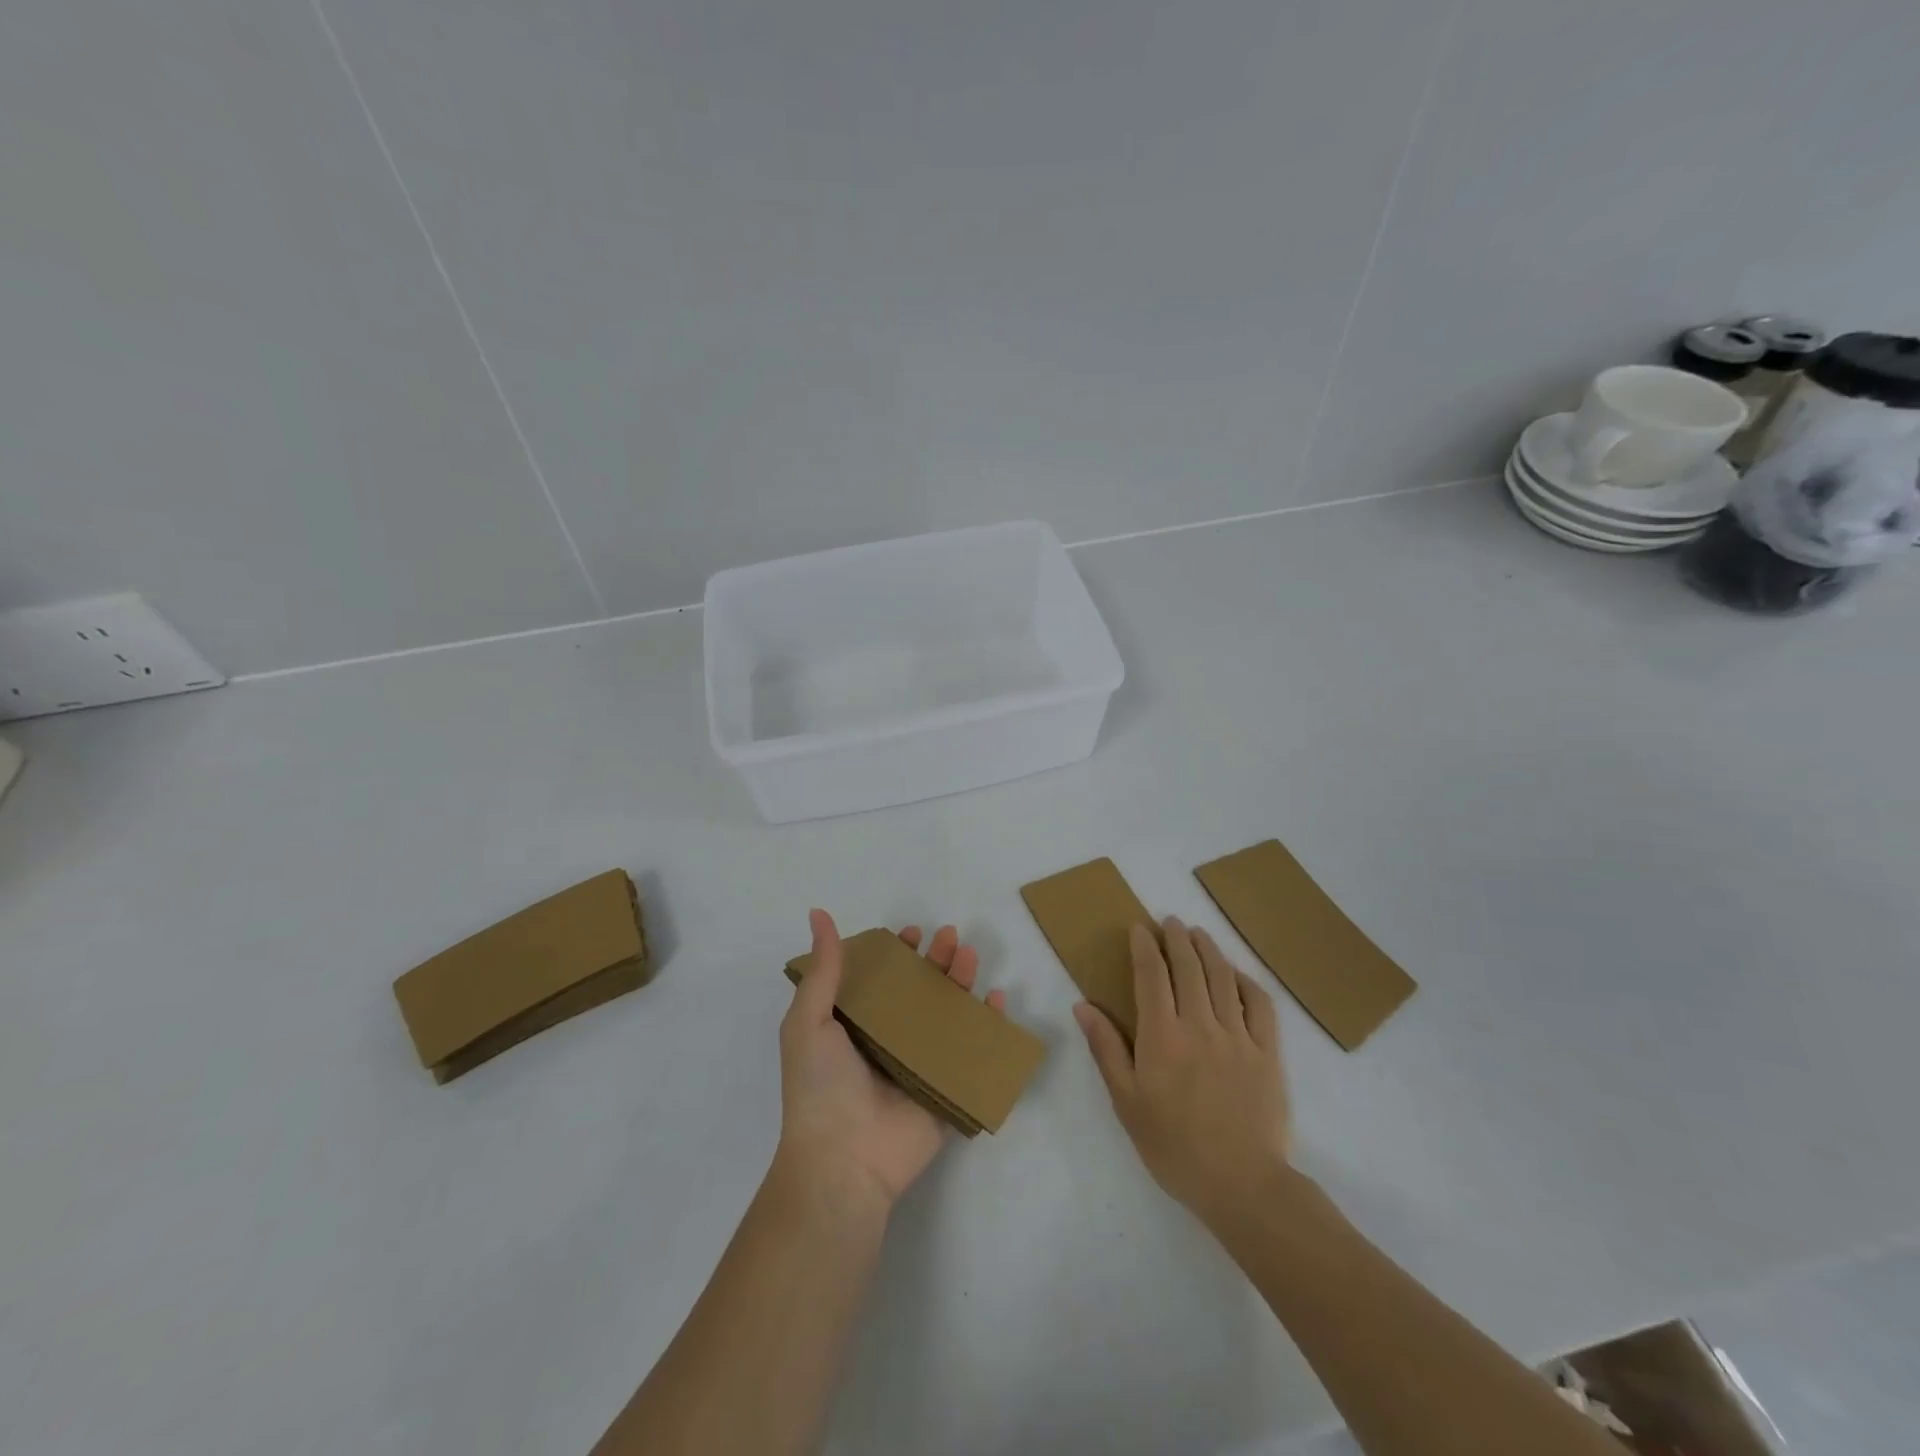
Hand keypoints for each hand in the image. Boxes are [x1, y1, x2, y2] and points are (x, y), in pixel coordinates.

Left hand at [776, 909, 1006, 1219]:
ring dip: (962, 983)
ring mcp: (919, 1065)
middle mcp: (888, 1041)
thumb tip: (817, 913)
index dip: (896, 954)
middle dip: (937, 961)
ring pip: (947, 1015)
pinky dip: (988, 1027)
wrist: (843, 1161)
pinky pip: (972, 1052)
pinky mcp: (945, 1089)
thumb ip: (823, 969)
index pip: (881, 980)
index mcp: (855, 1026)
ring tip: (971, 957)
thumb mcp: (809, 1020)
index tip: (911, 934)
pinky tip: (996, 1001)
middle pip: (919, 991)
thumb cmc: (821, 1086)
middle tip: (950, 937)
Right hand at [1074, 917, 1290, 1233]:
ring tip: (1199, 934)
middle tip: (1170, 921)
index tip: (1139, 927)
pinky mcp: (1268, 1053)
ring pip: (1223, 978)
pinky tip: (1237, 974)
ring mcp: (1238, 1036)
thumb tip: (1083, 1005)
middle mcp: (1200, 1024)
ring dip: (1209, 949)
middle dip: (1177, 938)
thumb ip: (1106, 1048)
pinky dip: (1247, 981)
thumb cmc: (1173, 1146)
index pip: (1151, 976)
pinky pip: (1260, 1005)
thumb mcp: (1126, 1101)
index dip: (1144, 947)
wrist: (1242, 1184)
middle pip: (1189, 967)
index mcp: (1162, 1035)